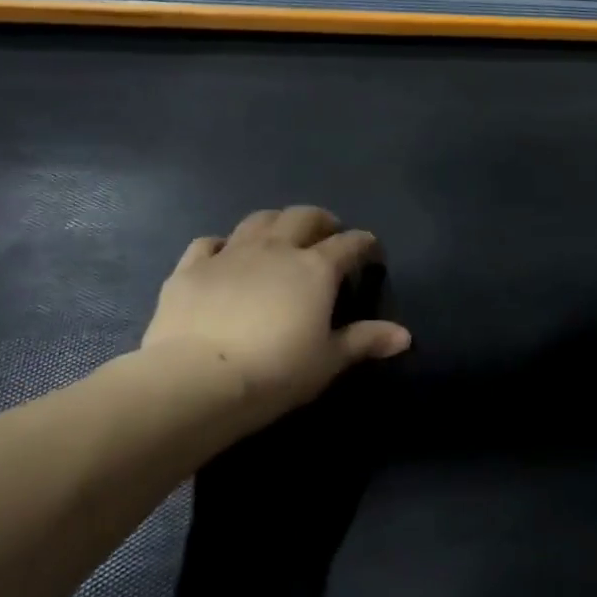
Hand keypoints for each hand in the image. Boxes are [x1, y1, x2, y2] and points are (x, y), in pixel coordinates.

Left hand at [141, 205, 410, 427]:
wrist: (198, 379)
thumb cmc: (276, 371)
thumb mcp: (329, 360)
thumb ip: (365, 340)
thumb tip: (405, 336)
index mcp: (315, 269)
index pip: (350, 244)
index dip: (365, 244)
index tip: (372, 253)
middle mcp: (275, 250)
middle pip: (304, 217)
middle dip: (322, 221)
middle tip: (328, 235)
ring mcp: (230, 254)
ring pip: (259, 220)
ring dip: (277, 222)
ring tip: (282, 236)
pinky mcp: (191, 268)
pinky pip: (209, 242)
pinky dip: (223, 244)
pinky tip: (225, 256)